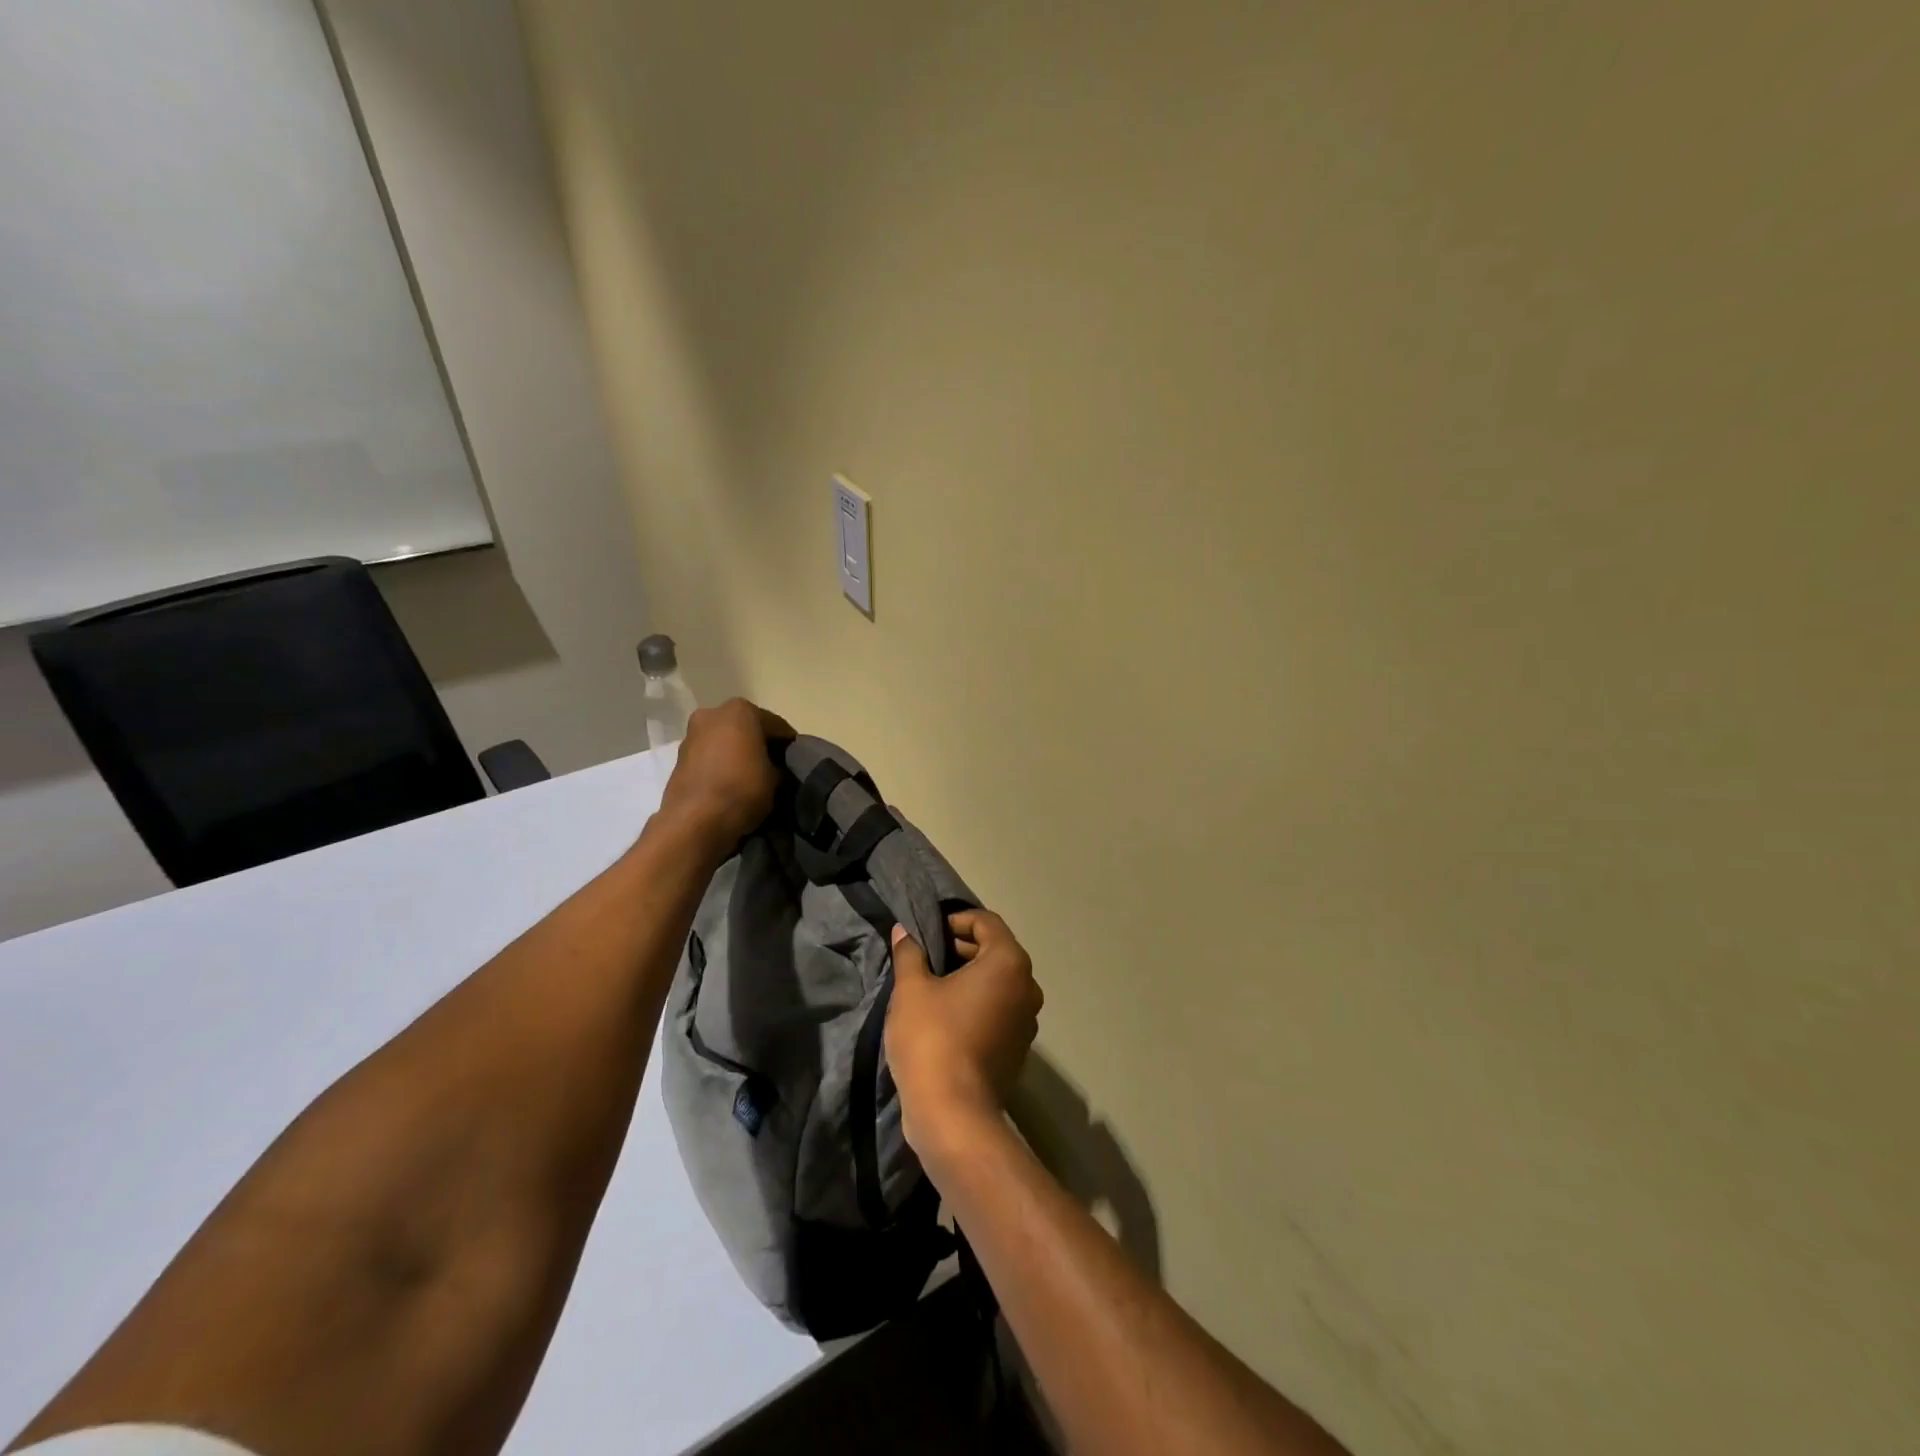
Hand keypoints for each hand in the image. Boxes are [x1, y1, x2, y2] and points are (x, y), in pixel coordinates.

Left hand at [659, 698, 791, 850]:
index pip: (777, 726)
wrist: (694, 821)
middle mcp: (713, 713)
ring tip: (752, 777)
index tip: (797, 762)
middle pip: (747, 728)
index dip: (789, 745)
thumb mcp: (776, 779)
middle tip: (775, 767)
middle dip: (760, 745)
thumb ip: (779, 766)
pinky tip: (732, 783)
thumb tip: (776, 769)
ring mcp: (692, 734)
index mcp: (741, 710)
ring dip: (738, 754)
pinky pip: (710, 756)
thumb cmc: (742, 789)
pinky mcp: (679, 757)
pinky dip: (722, 764)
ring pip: (725, 741)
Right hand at [886, 909, 1043, 1160]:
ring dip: (970, 976)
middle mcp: (1027, 986)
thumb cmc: (932, 1039)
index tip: (929, 931)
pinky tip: (948, 1015)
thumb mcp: (912, 989)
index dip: (956, 920)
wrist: (953, 1114)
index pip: (986, 922)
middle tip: (927, 956)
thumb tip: (905, 931)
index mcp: (1008, 962)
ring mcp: (1028, 1020)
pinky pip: (1000, 1009)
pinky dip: (979, 1003)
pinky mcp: (1019, 1048)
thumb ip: (910, 954)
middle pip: (996, 950)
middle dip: (962, 947)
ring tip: (934, 984)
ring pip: (999, 982)